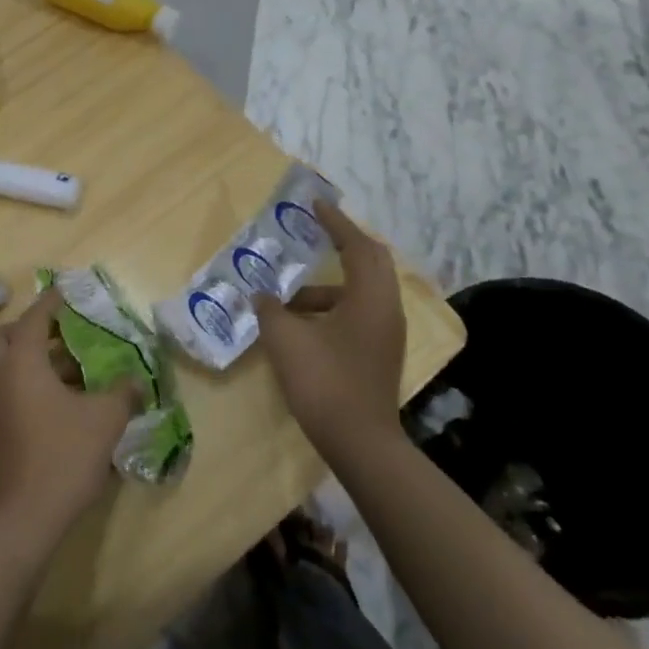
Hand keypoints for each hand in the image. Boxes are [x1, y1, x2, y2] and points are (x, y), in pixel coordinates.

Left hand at [0, 287, 139, 537]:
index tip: (70, 292)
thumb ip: (123, 393)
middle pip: (4, 336)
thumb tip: (137, 381)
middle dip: (31, 328)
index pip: (35, 317)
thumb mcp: (105, 419)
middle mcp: (2, 375)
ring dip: (36, 357)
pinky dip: (33, 381)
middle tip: (64, 332)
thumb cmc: (63, 455)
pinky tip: (67, 398)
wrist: (25, 516)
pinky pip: (11, 387)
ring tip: (76, 365)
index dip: (53, 301)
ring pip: (8, 364)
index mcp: (23, 362)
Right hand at [256, 201, 407, 459]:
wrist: (359, 443)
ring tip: (287, 297)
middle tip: (315, 234)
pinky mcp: (379, 353)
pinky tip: (300, 326)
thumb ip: (271, 310)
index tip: (316, 205)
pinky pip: (358, 313)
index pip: (357, 245)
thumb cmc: (323, 381)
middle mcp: (386, 309)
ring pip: (361, 291)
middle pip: (371, 262)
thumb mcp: (286, 339)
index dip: (335, 222)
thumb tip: (262, 296)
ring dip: (328, 286)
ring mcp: (386, 334)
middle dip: (343, 244)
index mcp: (370, 297)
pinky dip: (331, 308)